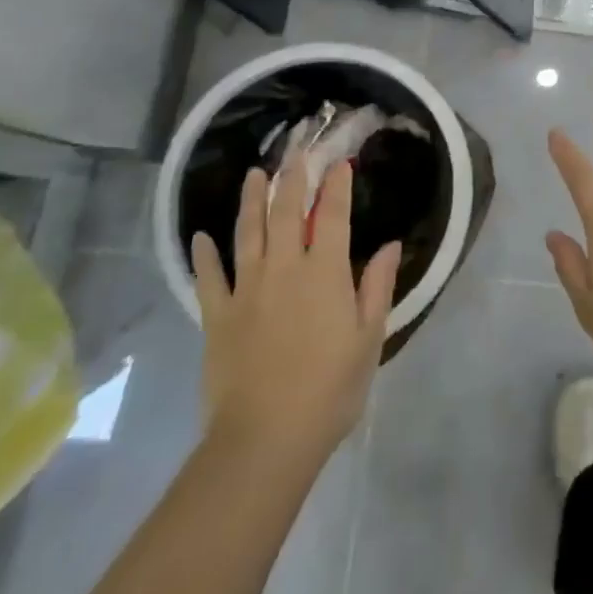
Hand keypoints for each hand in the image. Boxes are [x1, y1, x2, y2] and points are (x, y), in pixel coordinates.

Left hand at [190, 159, 401, 459]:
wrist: (265, 439)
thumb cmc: (330, 389)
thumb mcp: (369, 339)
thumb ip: (378, 286)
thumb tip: (391, 244)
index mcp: (325, 273)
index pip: (333, 217)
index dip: (337, 187)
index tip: (340, 164)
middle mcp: (284, 270)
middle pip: (286, 213)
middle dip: (292, 179)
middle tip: (295, 154)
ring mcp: (246, 290)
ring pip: (247, 233)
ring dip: (250, 200)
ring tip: (253, 174)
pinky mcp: (217, 317)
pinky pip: (209, 278)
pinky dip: (205, 255)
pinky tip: (201, 237)